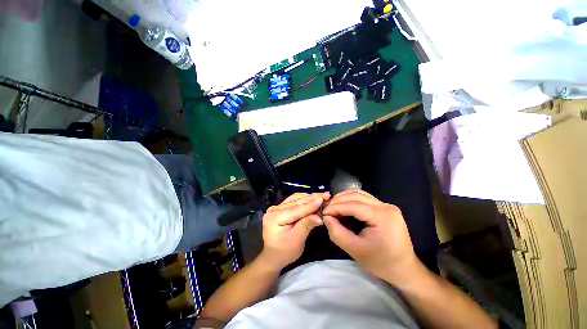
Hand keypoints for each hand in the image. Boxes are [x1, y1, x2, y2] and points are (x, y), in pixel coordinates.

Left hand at [260, 192, 329, 269]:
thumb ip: (306, 225)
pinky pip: (293, 201)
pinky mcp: (279, 208)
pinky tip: (311, 199)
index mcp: (275, 218)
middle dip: (312, 198)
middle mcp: (274, 209)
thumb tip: (319, 216)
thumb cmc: (284, 252)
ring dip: (309, 198)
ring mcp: (276, 208)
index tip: (323, 198)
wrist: (272, 256)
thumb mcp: (296, 241)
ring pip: (295, 199)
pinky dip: (303, 200)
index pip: (296, 209)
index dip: (311, 204)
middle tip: (326, 195)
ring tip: (321, 196)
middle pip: (296, 202)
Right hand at [322, 190, 418, 283]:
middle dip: (338, 201)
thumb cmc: (380, 263)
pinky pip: (364, 198)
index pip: (354, 206)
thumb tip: (326, 218)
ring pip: (360, 194)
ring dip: (344, 198)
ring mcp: (387, 205)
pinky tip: (343, 205)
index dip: (336, 207)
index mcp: (383, 217)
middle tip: (326, 209)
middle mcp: (386, 206)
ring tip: (333, 206)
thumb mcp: (355, 250)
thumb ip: (337, 233)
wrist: (403, 269)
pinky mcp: (385, 207)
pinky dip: (351, 200)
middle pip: (356, 196)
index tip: (323, 212)